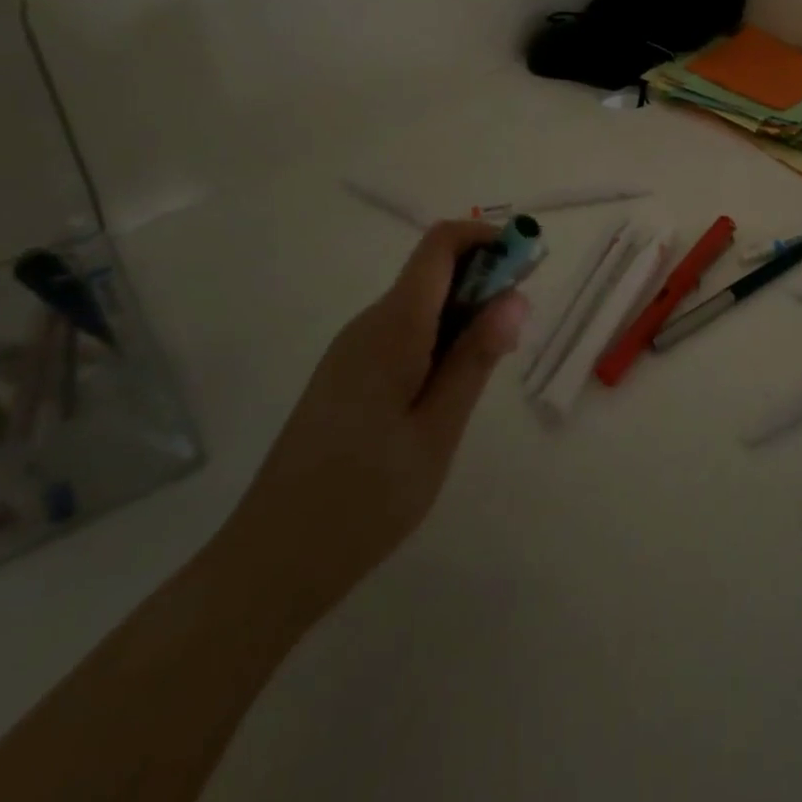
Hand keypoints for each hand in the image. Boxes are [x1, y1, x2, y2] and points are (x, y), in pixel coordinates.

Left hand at [222, 222, 527, 611]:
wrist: (272, 562)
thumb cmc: (365, 499)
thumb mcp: (437, 430)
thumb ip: (475, 357)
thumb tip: (515, 296)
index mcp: (392, 327)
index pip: (441, 244)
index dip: (489, 239)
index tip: (529, 265)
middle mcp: (369, 324)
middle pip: (434, 269)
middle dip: (486, 279)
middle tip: (521, 326)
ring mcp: (353, 349)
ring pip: (421, 302)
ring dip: (466, 312)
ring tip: (493, 363)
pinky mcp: (348, 374)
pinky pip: (405, 331)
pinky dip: (441, 337)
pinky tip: (453, 385)